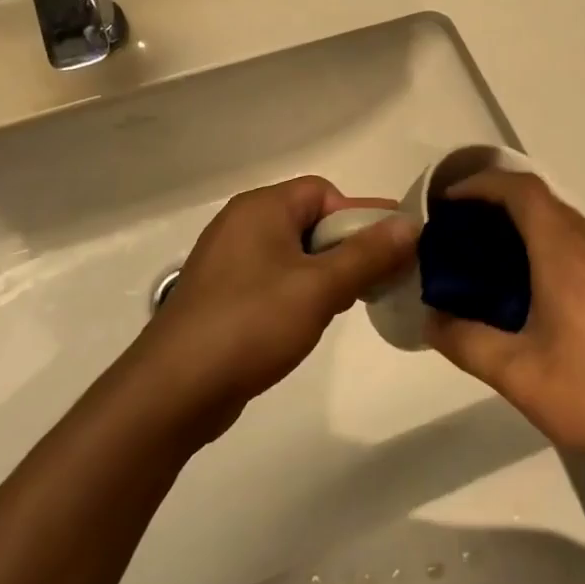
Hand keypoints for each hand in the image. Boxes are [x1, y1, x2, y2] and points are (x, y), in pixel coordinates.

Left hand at [131, 176, 417, 442]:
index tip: (388, 252)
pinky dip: (299, 292)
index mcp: (261, 208)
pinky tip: (310, 322)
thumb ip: (368, 254)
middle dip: (347, 248)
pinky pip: (274, 279)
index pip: (324, 192)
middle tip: (374, 282)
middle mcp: (242, 224)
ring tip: (344, 306)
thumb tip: (411, 224)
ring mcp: (228, 261)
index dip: (359, 217)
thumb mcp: (320, 288)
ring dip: (326, 273)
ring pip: (294, 253)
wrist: (173, 391)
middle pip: (310, 220)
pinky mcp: (222, 295)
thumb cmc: (250, 325)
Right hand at [425, 171, 584, 481]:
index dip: (482, 184)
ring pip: (578, 219)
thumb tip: (430, 320)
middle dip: (503, 205)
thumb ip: (465, 341)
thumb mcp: (517, 374)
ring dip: (541, 218)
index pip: (520, 191)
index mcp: (564, 252)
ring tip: (512, 245)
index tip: (451, 202)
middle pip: (546, 202)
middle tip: (469, 235)